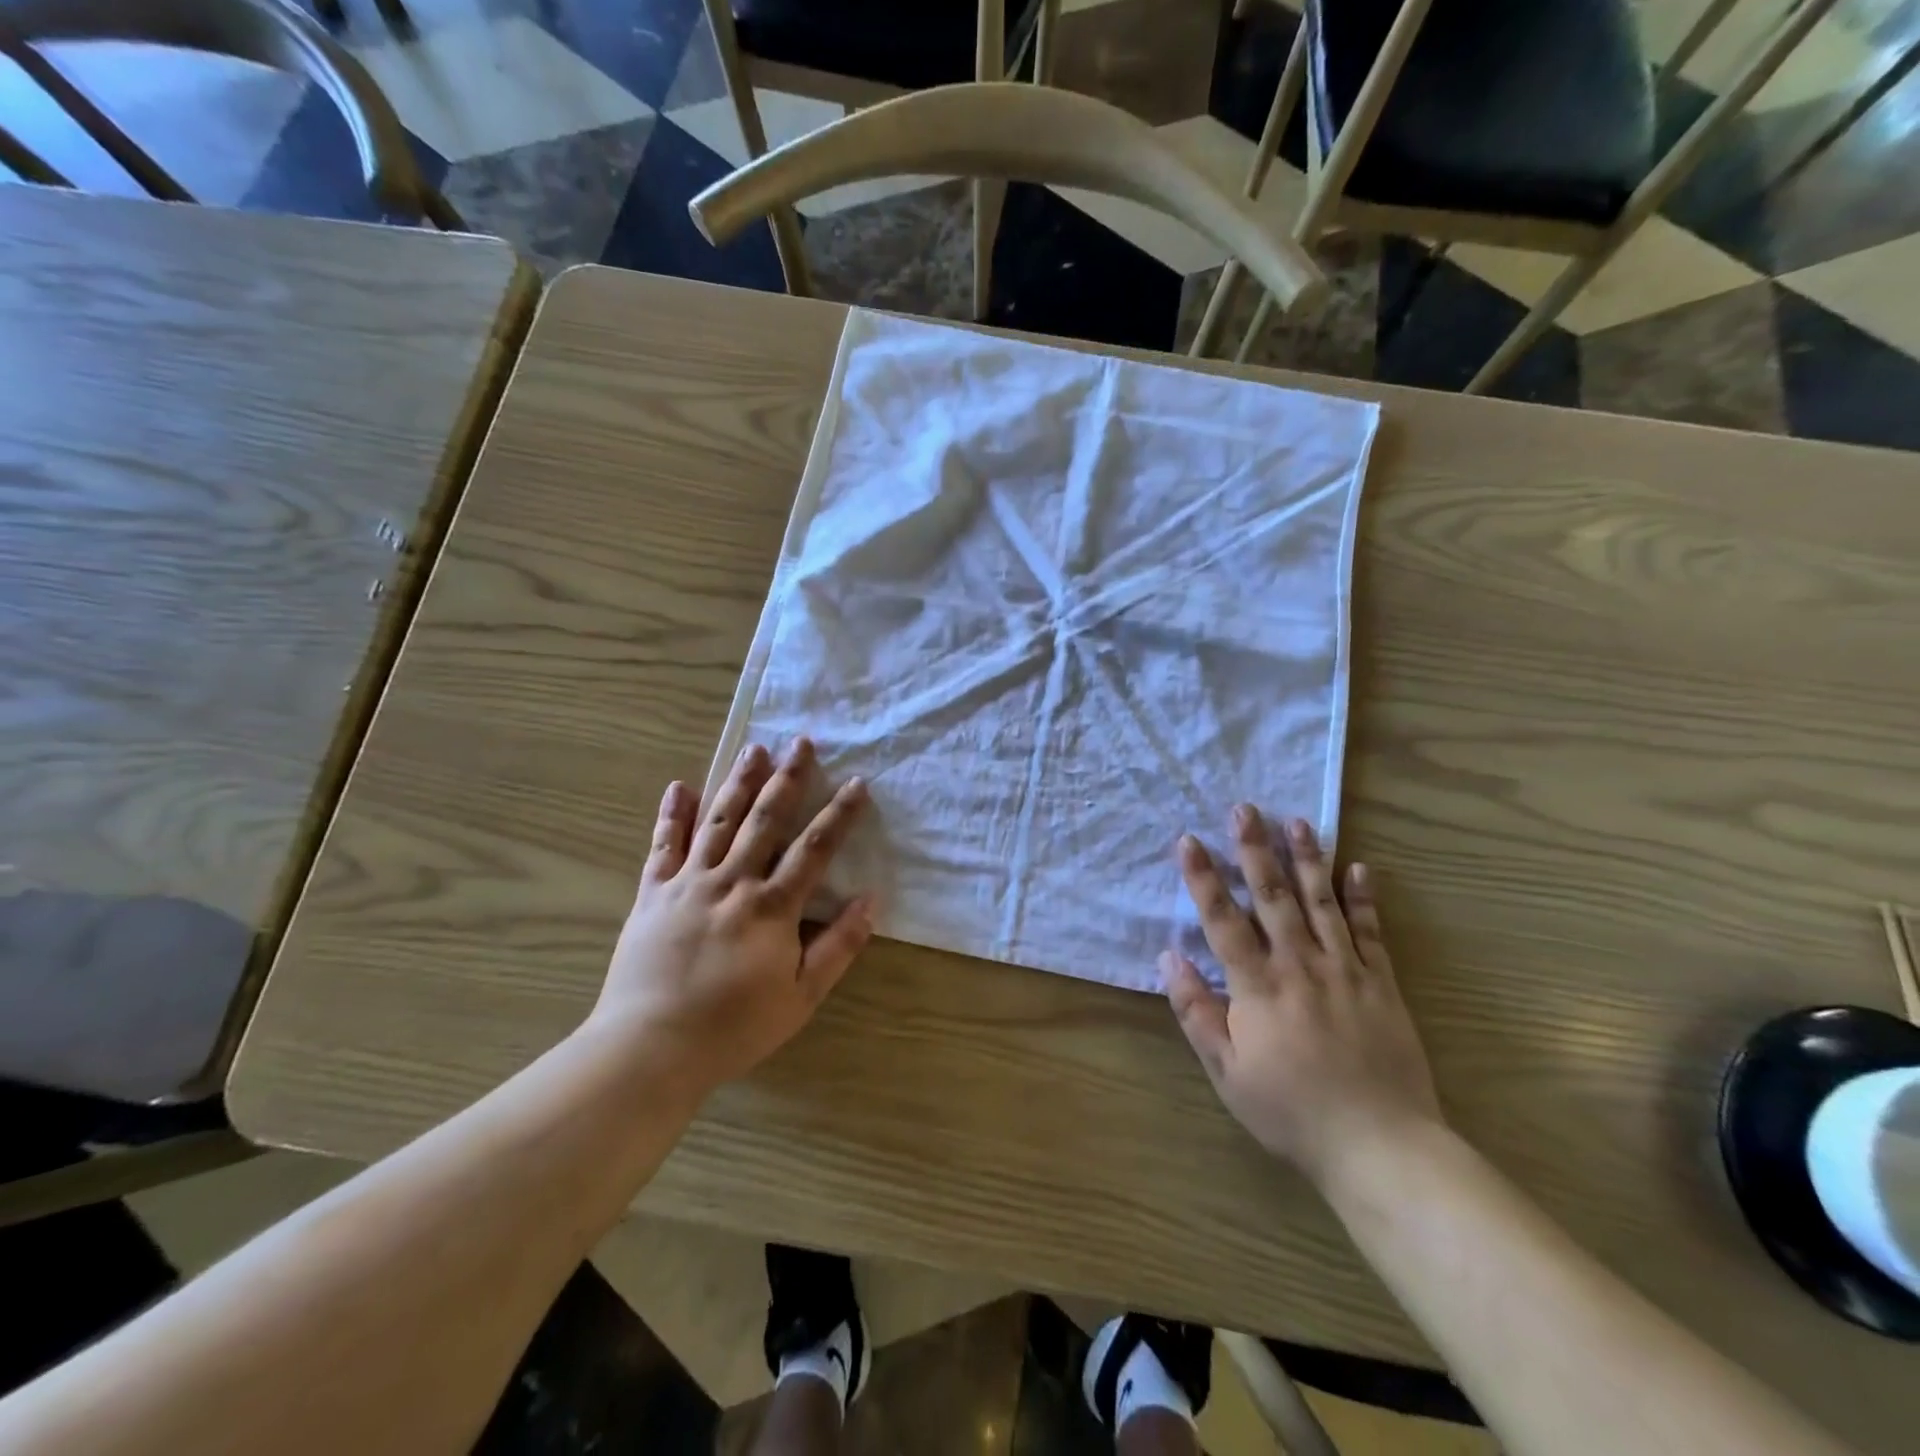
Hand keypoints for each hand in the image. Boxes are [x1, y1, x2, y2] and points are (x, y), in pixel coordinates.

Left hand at [593, 736, 872, 1092]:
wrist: (650, 1047)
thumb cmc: (733, 1026)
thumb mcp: (801, 996)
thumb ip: (838, 946)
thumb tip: (871, 901)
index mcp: (771, 906)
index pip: (815, 849)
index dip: (839, 815)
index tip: (857, 783)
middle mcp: (732, 882)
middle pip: (765, 820)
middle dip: (787, 779)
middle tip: (801, 743)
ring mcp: (688, 883)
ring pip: (718, 821)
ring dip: (738, 782)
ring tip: (755, 749)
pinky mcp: (652, 893)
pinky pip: (663, 846)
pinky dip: (672, 815)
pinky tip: (679, 786)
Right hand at [1161, 806, 1443, 1189]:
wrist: (1380, 1145)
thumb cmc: (1290, 1110)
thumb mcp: (1226, 1070)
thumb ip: (1196, 1011)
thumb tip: (1169, 958)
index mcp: (1257, 987)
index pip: (1222, 920)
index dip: (1202, 878)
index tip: (1188, 840)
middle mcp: (1299, 965)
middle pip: (1273, 896)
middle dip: (1255, 850)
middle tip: (1245, 809)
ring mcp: (1345, 970)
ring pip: (1322, 902)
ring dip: (1307, 859)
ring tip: (1297, 822)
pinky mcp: (1381, 984)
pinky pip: (1371, 932)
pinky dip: (1364, 898)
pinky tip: (1360, 867)